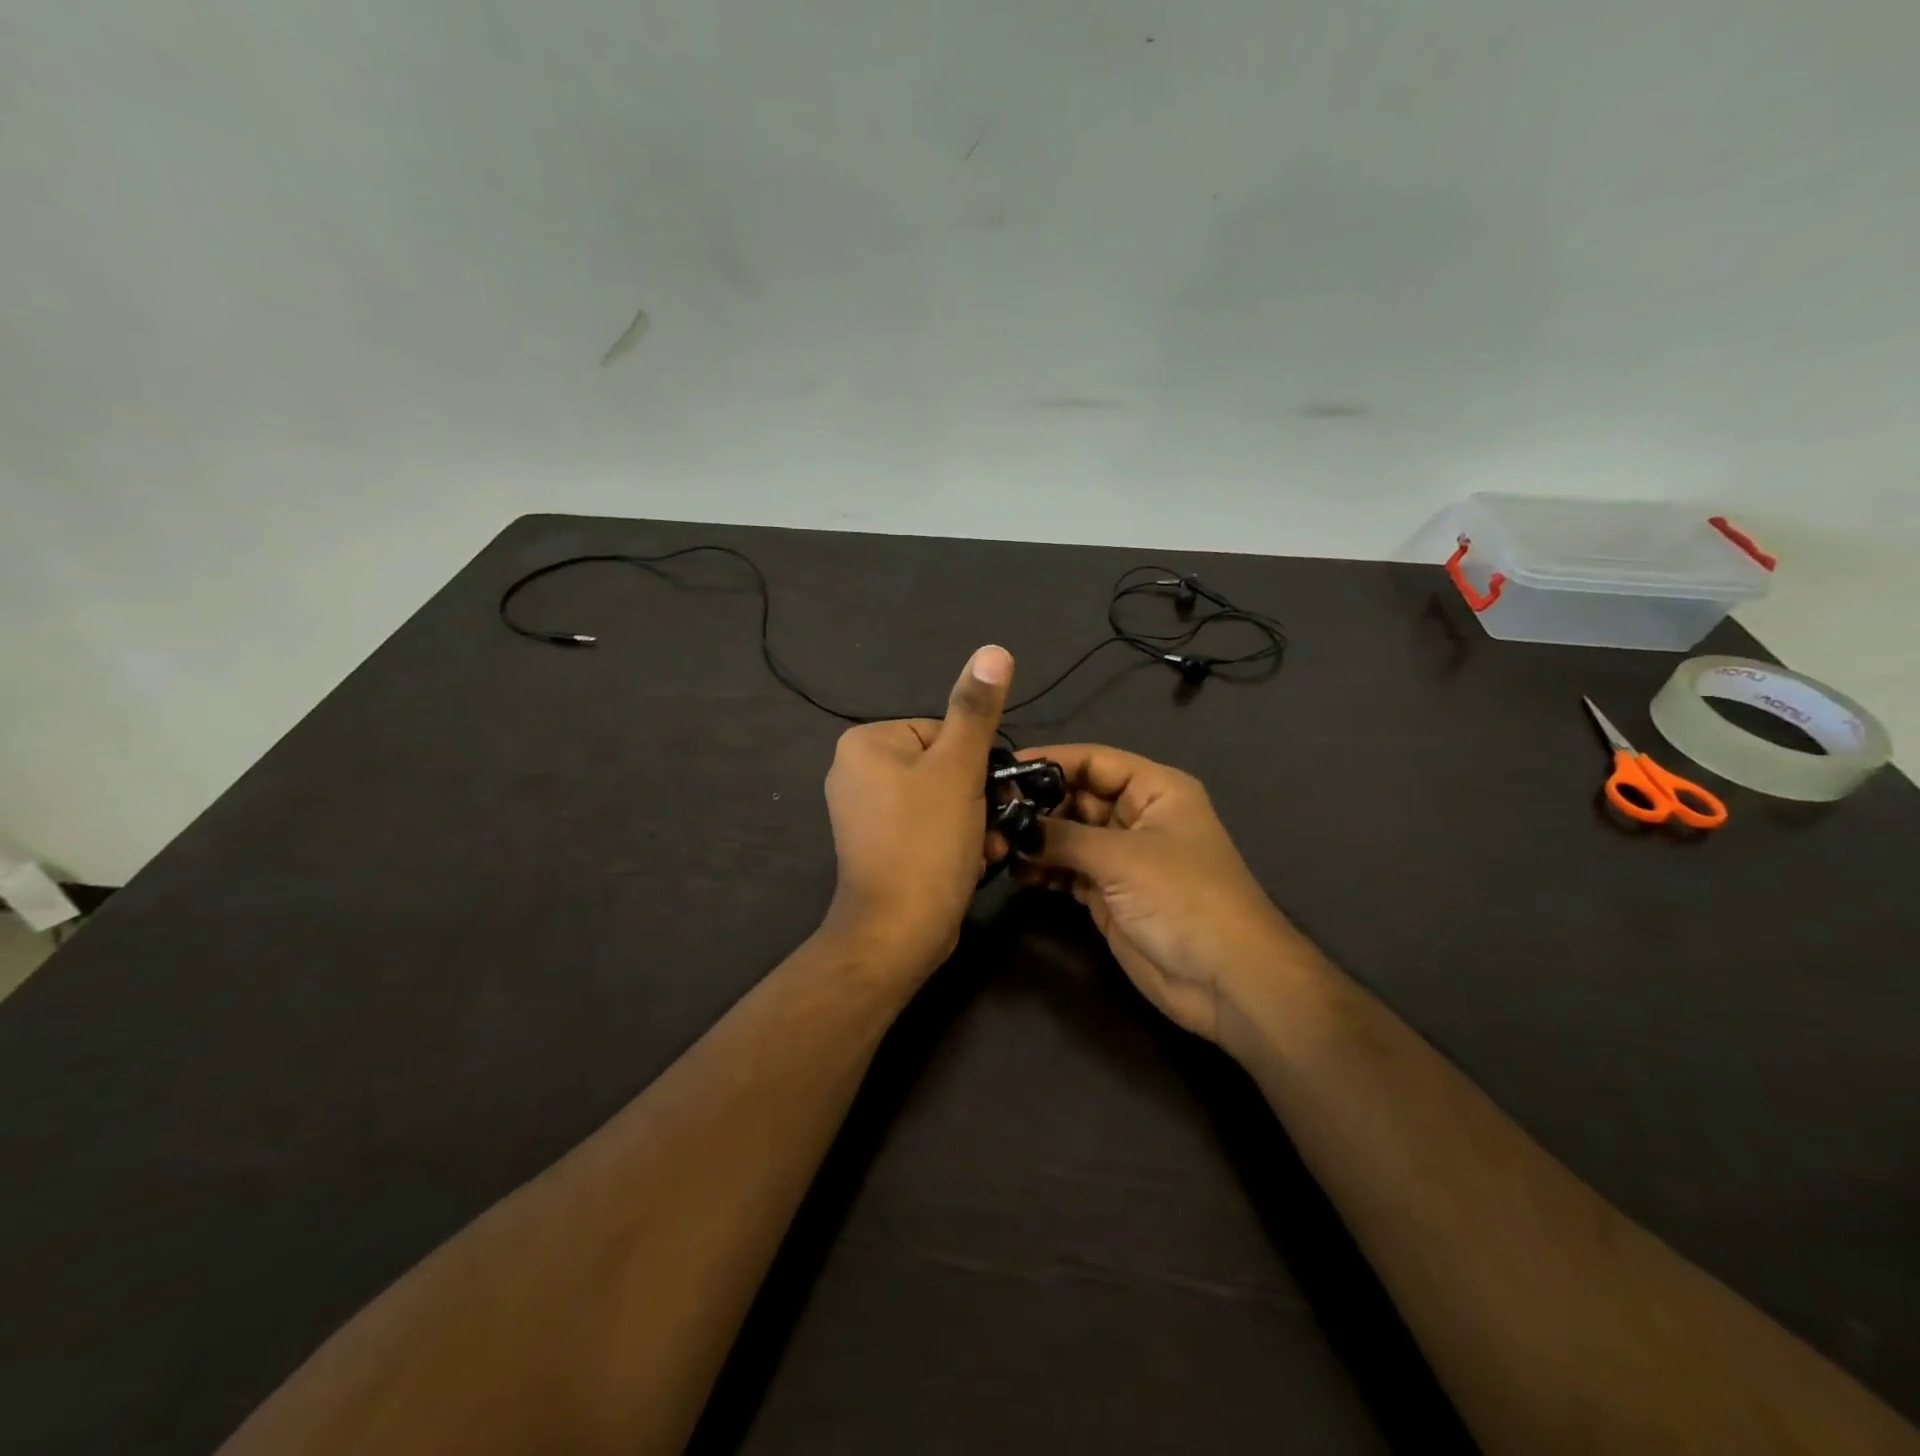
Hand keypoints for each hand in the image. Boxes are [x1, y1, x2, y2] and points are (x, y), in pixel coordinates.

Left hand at [820, 645, 1013, 977]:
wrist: (897, 933)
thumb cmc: (926, 842)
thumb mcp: (959, 768)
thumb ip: (976, 709)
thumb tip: (994, 649)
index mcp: (866, 743)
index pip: (941, 730)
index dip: (974, 763)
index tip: (988, 793)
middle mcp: (855, 771)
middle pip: (941, 765)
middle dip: (975, 796)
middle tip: (991, 824)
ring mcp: (863, 812)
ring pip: (939, 797)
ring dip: (972, 819)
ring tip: (983, 847)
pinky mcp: (876, 845)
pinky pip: (924, 825)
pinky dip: (952, 838)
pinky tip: (971, 860)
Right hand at [1016, 745, 1292, 1041]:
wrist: (1226, 981)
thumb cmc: (1184, 899)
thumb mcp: (1122, 858)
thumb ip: (1063, 837)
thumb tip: (1012, 825)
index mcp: (1155, 790)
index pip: (1094, 761)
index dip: (1050, 762)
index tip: (1004, 769)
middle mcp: (1137, 816)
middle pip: (1077, 798)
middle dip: (1036, 806)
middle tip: (989, 814)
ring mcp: (1122, 858)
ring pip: (1069, 836)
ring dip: (1035, 840)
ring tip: (993, 844)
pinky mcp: (1109, 894)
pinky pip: (1068, 871)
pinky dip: (1043, 870)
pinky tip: (1014, 871)